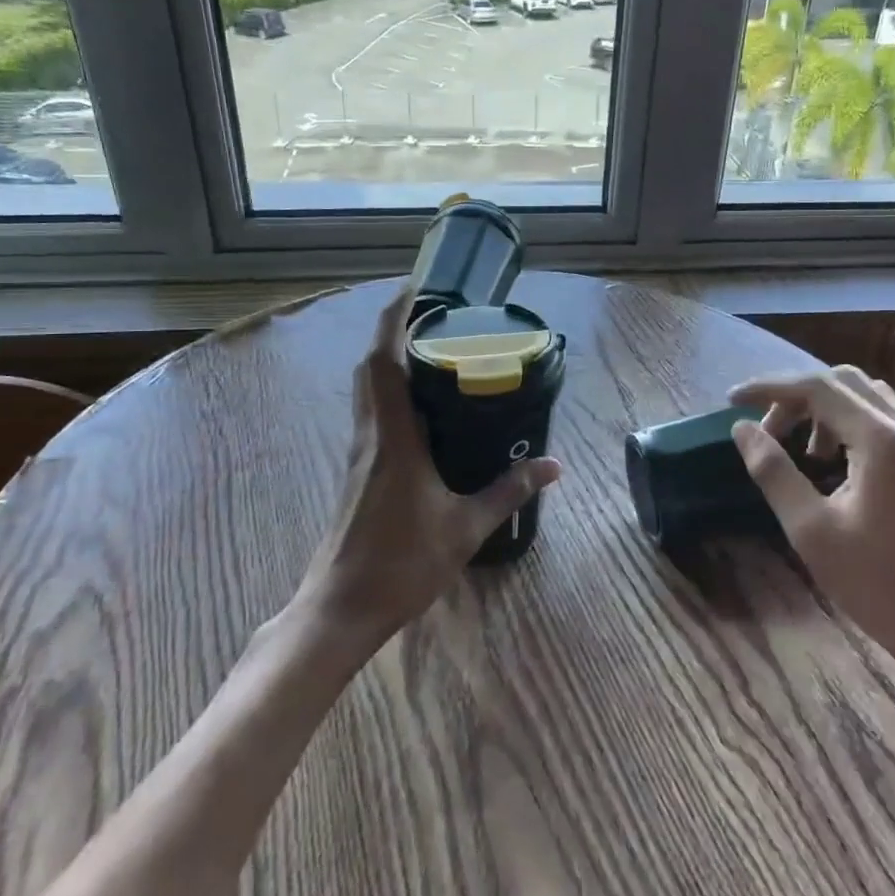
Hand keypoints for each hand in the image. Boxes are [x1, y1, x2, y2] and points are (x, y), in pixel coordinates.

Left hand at [295, 284, 560, 645]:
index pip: (384, 361)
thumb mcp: (466, 527)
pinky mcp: (357, 470)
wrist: (341, 608)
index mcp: (393, 437)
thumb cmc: (401, 563)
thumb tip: (554, 466)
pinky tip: (419, 408)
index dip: (393, 318)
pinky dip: (389, 392)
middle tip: (431, 316)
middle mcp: (370, 435)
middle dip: (392, 331)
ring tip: (429, 350)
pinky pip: (371, 413)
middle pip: (370, 367)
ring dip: (388, 360)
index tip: (413, 288)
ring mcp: (359, 453)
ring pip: (366, 389)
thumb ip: (509, 492)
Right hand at [728, 367, 894, 680]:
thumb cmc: (875, 584)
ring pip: (866, 398)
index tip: (731, 400)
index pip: (818, 388)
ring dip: (824, 410)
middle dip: (797, 397)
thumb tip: (742, 429)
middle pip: (844, 383)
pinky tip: (830, 465)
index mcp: (883, 442)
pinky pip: (882, 422)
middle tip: (767, 431)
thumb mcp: (810, 529)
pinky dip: (847, 425)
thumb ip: (773, 471)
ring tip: (798, 452)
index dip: (770, 387)